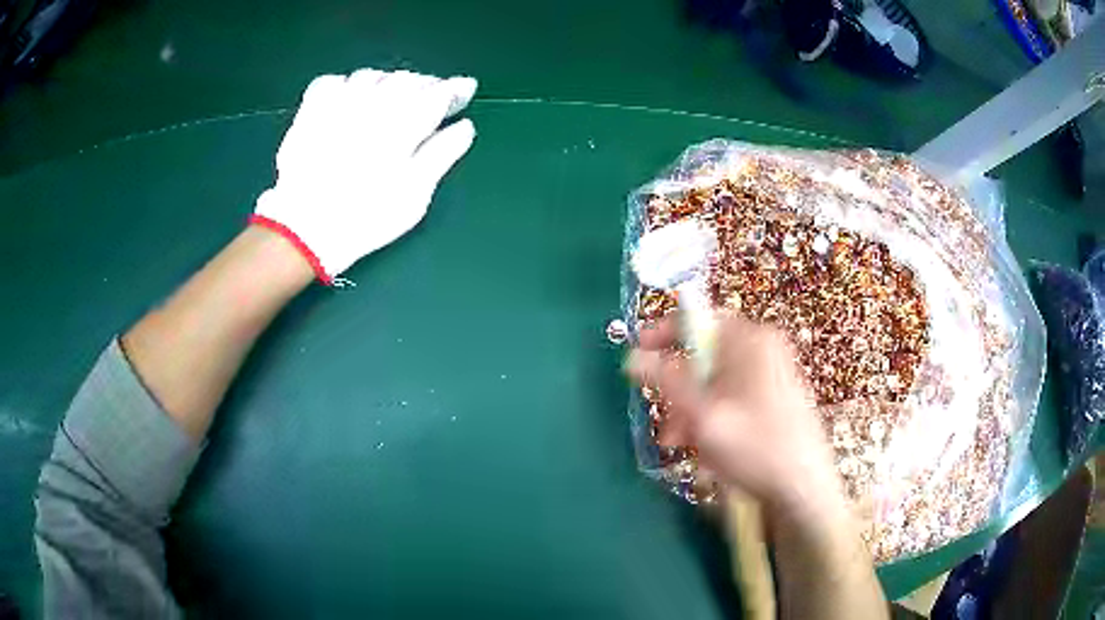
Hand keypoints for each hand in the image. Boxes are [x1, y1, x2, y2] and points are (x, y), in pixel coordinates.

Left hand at [253, 69, 477, 283]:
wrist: (305, 230)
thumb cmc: (366, 217)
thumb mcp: (415, 194)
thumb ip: (441, 154)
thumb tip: (464, 127)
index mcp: (403, 124)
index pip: (437, 93)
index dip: (455, 88)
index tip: (465, 88)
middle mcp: (372, 104)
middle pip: (405, 79)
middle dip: (424, 84)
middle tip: (430, 98)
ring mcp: (338, 105)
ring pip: (370, 76)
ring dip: (387, 82)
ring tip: (390, 98)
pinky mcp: (310, 112)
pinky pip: (332, 81)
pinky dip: (345, 85)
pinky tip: (349, 100)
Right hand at [626, 316, 841, 518]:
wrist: (803, 488)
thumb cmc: (755, 447)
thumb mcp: (703, 415)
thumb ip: (666, 381)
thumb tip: (633, 357)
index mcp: (750, 340)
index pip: (698, 319)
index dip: (663, 334)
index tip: (637, 356)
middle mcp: (763, 348)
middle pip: (705, 356)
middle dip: (679, 390)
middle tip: (666, 423)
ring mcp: (772, 373)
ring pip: (716, 382)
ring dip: (692, 410)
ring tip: (682, 443)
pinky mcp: (775, 397)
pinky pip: (732, 397)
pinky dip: (713, 416)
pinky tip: (706, 447)